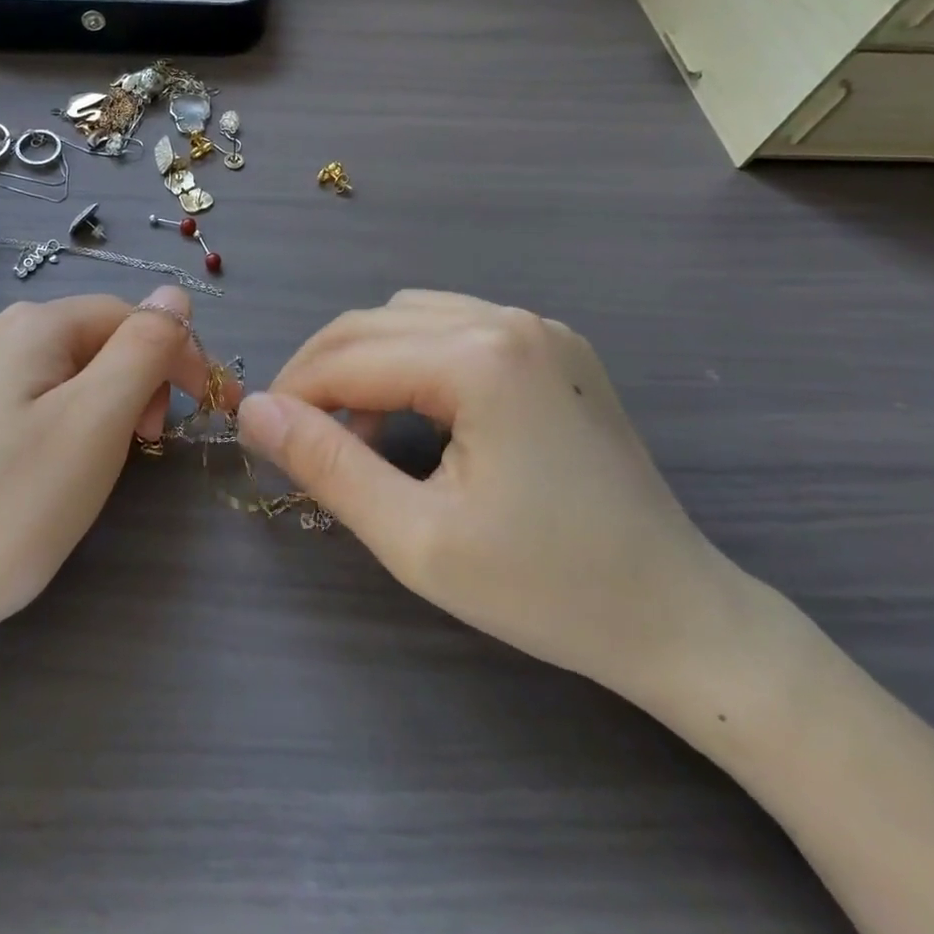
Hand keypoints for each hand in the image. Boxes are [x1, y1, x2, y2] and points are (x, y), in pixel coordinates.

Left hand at [0, 285, 212, 653]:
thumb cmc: (14, 503)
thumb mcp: (98, 420)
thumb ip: (144, 347)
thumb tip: (175, 295)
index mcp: (30, 324)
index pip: (129, 316)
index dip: (176, 355)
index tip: (203, 411)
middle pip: (92, 340)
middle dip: (135, 382)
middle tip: (143, 445)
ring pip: (58, 373)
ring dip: (98, 404)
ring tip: (96, 462)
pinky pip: (20, 400)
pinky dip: (55, 422)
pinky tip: (41, 469)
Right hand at [237, 290, 737, 697]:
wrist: (681, 617)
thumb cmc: (546, 589)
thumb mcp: (415, 539)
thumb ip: (326, 465)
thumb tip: (253, 410)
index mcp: (480, 359)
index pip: (348, 357)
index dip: (292, 393)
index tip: (261, 437)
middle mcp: (508, 320)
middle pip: (372, 322)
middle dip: (320, 372)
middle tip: (295, 433)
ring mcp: (539, 328)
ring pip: (408, 317)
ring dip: (363, 360)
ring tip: (355, 429)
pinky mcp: (554, 347)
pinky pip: (453, 327)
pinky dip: (411, 359)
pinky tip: (416, 412)